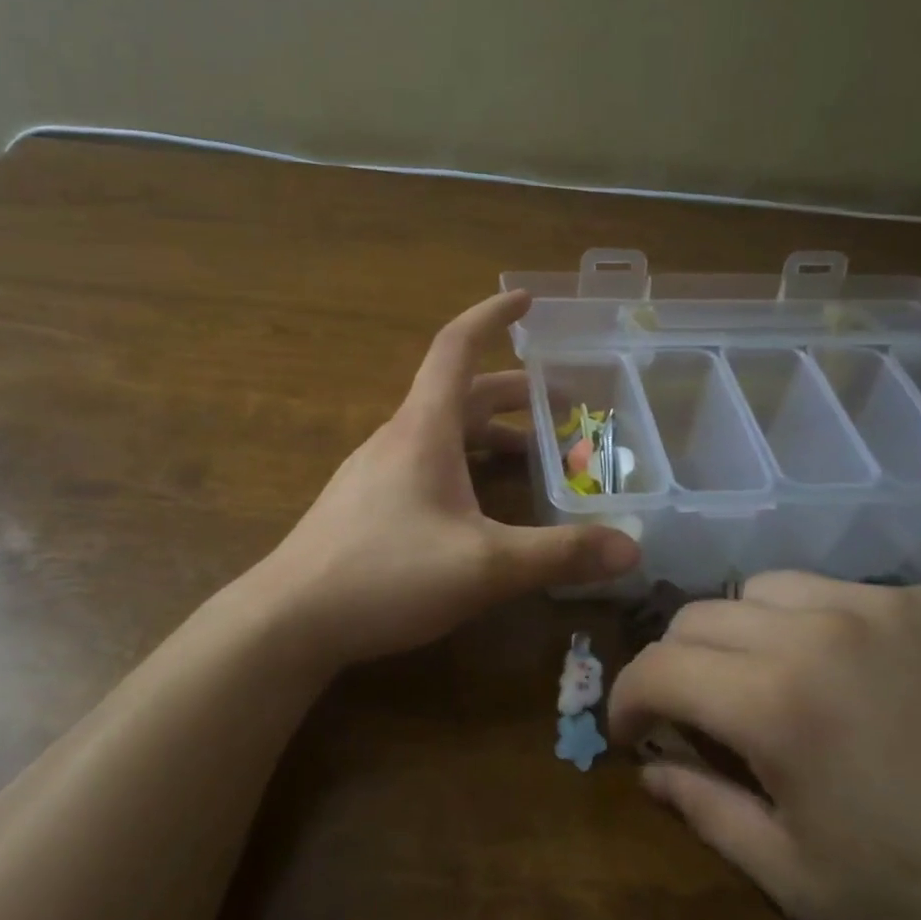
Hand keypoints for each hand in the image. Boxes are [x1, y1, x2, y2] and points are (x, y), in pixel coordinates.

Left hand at [252, 291, 638, 674]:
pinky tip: (479, 506)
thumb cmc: (385, 575)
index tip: (525, 299)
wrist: (288, 620)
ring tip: (532, 454)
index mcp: (424, 428)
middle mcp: (398, 438)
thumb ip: (560, 555)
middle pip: (458, 393)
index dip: (492, 317)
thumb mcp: (485, 566)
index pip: (456, 347)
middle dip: (511, 391)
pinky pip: (424, 462)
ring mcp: (376, 471)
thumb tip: (632, 549)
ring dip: (488, 432)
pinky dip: (463, 463)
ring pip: (441, 432)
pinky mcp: (366, 504)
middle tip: (560, 402)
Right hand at [607, 571, 920, 919]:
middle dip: (678, 664)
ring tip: (773, 682)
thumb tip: (648, 766)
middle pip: (699, 615)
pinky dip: (816, 624)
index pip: (657, 666)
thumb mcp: (796, 878)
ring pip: (762, 588)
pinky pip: (838, 592)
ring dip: (743, 633)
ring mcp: (879, 602)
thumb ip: (703, 808)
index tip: (631, 729)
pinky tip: (853, 675)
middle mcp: (816, 628)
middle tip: (698, 712)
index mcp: (776, 703)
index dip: (627, 697)